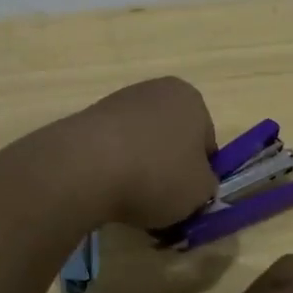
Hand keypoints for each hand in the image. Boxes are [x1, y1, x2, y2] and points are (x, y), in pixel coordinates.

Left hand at [72, 77, 219, 231]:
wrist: (86, 167)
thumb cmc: (157, 174)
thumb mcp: (200, 192)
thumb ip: (206, 186)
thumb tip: (195, 184)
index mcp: (191, 99)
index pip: (206, 144)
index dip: (199, 175)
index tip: (187, 198)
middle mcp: (157, 91)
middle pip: (172, 140)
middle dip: (168, 169)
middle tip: (161, 201)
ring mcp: (119, 101)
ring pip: (142, 144)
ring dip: (141, 169)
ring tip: (130, 199)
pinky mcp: (89, 118)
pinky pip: (113, 149)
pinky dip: (114, 168)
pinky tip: (107, 189)